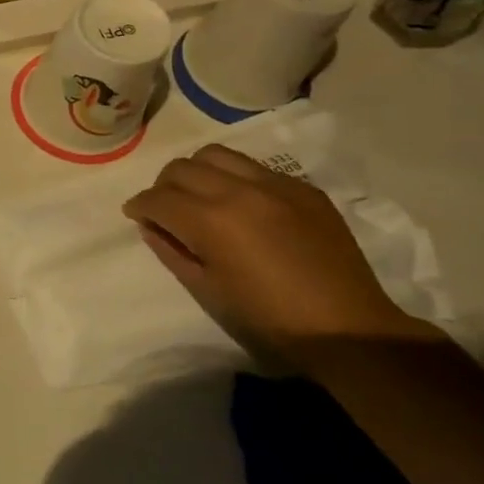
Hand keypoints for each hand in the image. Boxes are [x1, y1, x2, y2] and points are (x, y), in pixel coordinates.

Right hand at [122, 143, 429, 346]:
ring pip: (216, 155)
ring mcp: (276, 185)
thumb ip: (171, 251)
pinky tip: (242, 206)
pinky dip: (235, 178)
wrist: (346, 329)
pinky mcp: (304, 189)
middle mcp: (239, 191)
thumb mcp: (206, 290)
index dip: (139, 207)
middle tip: (166, 209)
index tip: (136, 216)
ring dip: (197, 172)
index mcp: (211, 221)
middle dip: (164, 186)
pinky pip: (255, 168)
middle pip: (182, 168)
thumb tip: (151, 226)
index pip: (157, 198)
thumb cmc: (266, 319)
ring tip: (201, 198)